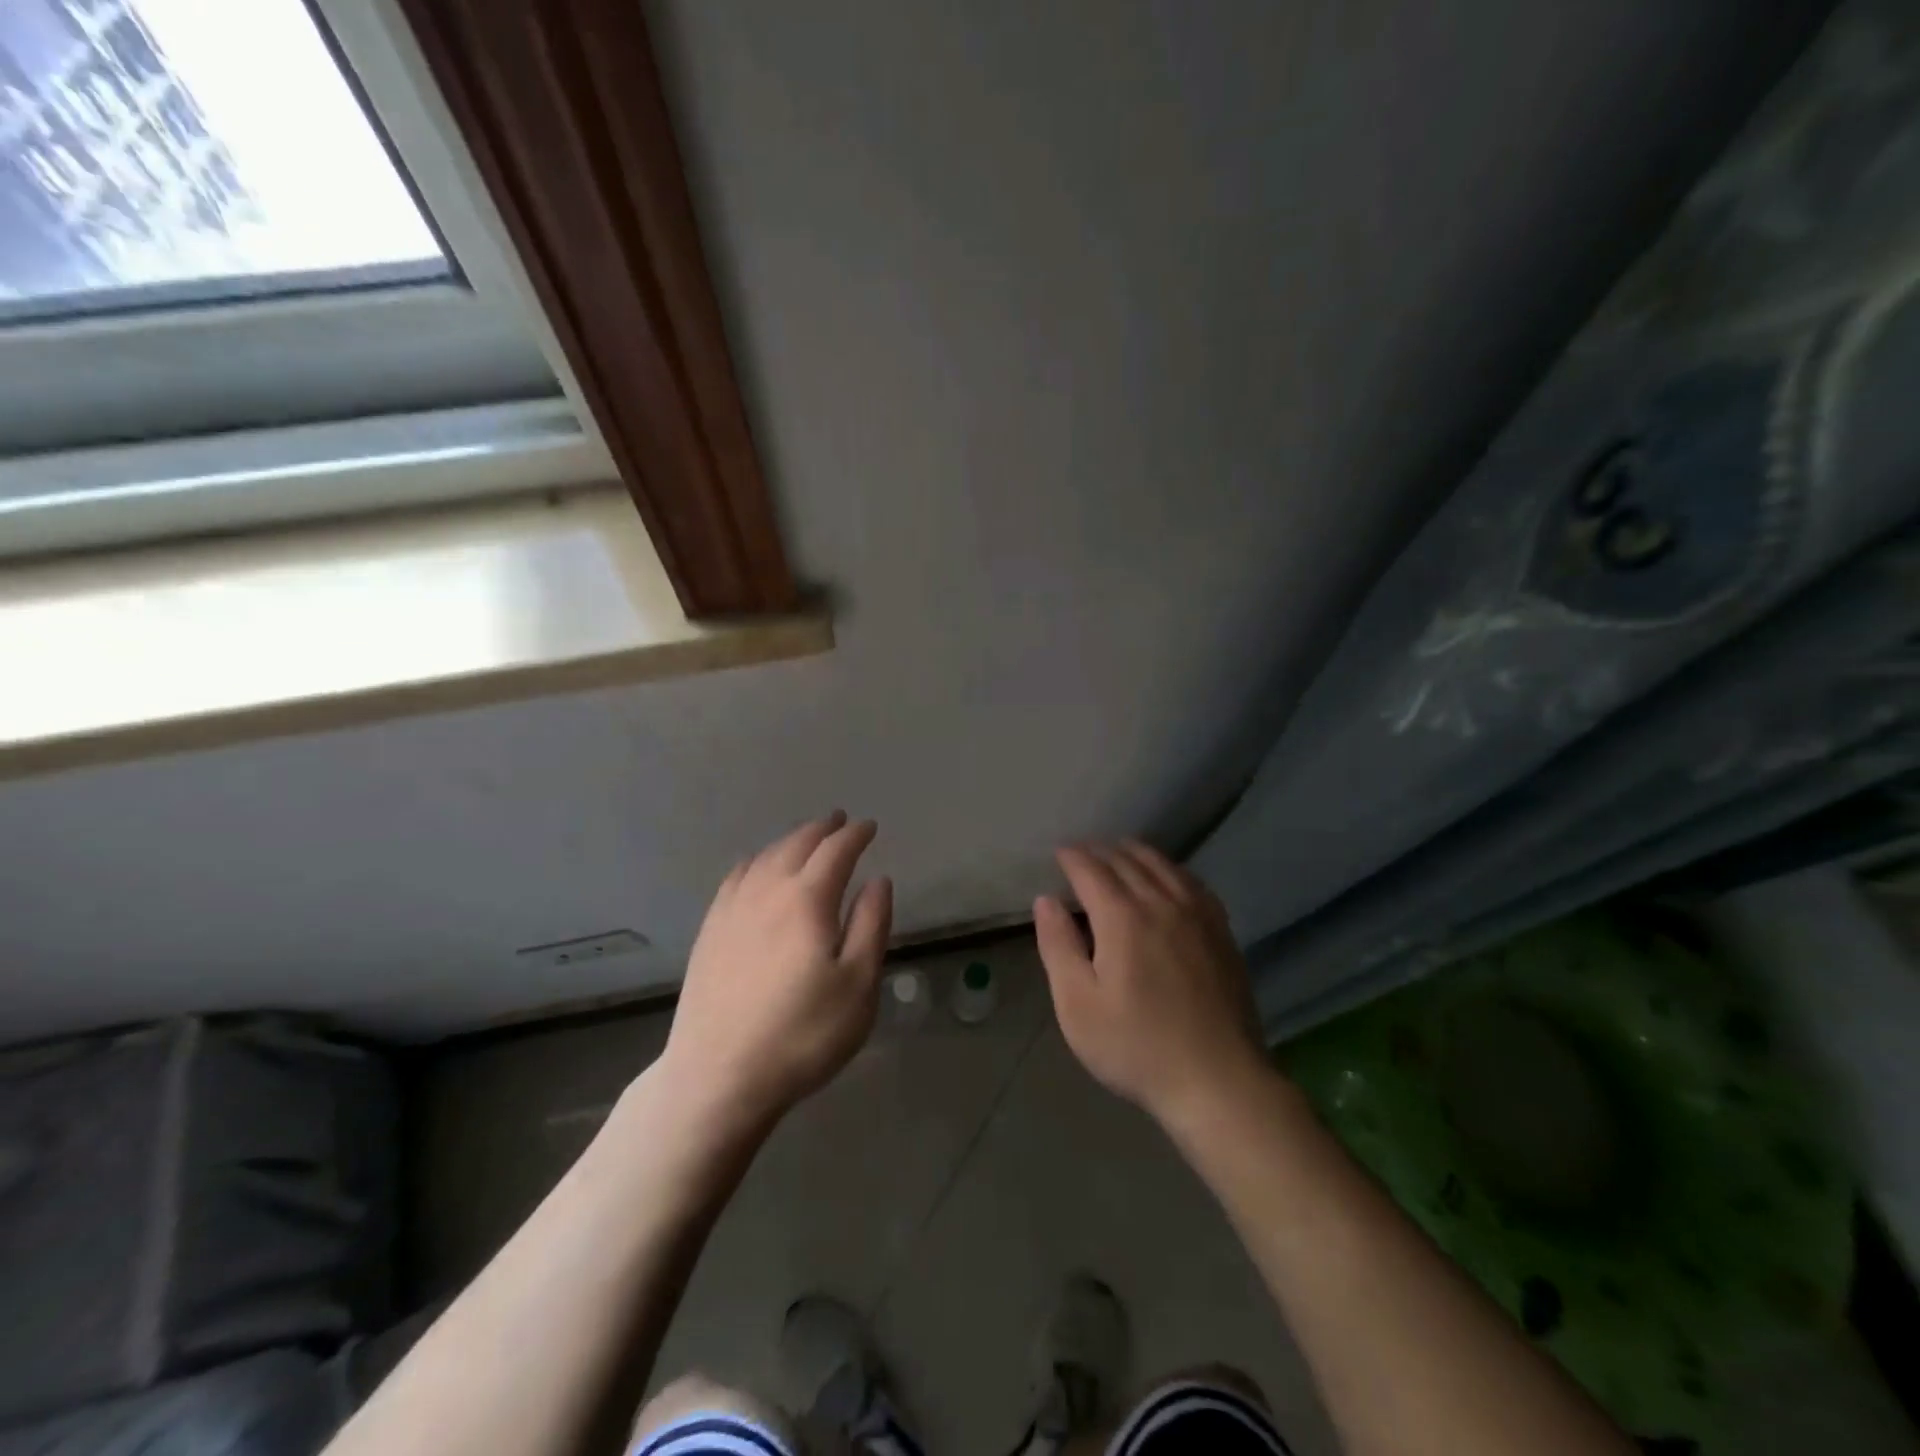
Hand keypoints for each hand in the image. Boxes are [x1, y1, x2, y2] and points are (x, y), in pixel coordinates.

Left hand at [659, 812, 891, 1132]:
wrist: (718, 1075)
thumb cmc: (802, 1034)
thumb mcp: (858, 985)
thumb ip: (870, 926)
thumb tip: (878, 880)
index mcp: (807, 900)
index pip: (836, 851)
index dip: (855, 835)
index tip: (870, 827)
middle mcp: (767, 892)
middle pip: (797, 845)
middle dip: (822, 829)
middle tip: (839, 821)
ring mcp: (732, 910)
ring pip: (764, 858)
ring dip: (789, 841)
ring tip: (805, 839)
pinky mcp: (709, 932)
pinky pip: (735, 878)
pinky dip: (754, 862)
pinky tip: (755, 867)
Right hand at [1035, 841, 1268, 1128]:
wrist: (1219, 1081)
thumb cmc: (1136, 1047)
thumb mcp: (1078, 1005)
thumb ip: (1058, 946)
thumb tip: (1046, 900)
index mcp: (1122, 917)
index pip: (1091, 870)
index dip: (1072, 857)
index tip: (1058, 853)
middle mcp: (1161, 903)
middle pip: (1127, 861)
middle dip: (1100, 850)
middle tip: (1082, 852)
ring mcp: (1197, 914)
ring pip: (1162, 865)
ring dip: (1135, 852)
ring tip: (1118, 852)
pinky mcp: (1221, 931)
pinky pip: (1191, 881)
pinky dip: (1170, 868)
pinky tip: (1167, 876)